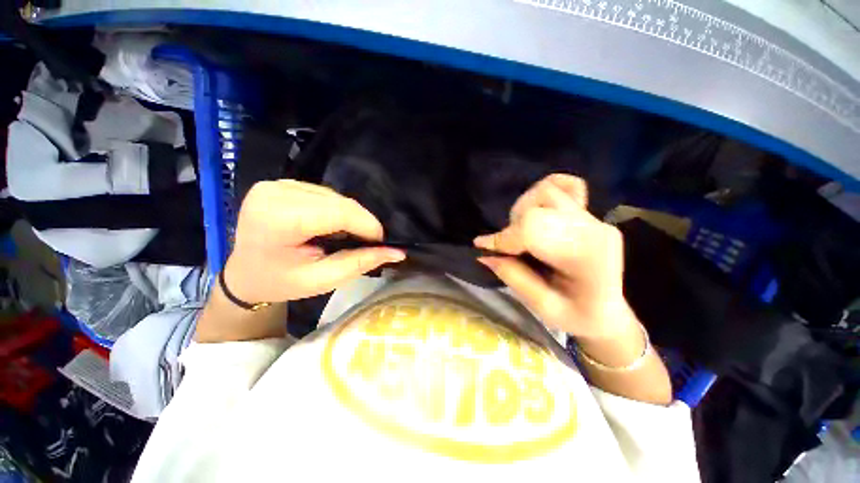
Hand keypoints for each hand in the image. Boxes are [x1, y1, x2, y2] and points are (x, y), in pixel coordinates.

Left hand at [224, 180, 404, 303]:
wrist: (246, 274)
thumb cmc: (281, 282)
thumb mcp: (323, 280)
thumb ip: (361, 263)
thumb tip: (397, 253)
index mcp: (278, 220)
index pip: (338, 212)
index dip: (366, 224)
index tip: (381, 241)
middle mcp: (274, 193)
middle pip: (338, 201)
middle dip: (360, 221)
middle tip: (367, 241)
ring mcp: (275, 185)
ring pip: (334, 195)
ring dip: (348, 215)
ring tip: (346, 235)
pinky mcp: (280, 183)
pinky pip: (323, 193)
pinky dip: (336, 209)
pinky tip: (330, 225)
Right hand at [475, 174, 636, 340]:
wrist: (607, 312)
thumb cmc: (578, 317)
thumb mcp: (543, 307)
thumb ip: (513, 277)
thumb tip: (484, 254)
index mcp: (586, 255)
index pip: (534, 228)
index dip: (504, 237)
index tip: (483, 247)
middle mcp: (593, 228)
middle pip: (538, 206)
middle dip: (513, 226)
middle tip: (508, 249)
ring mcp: (593, 217)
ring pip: (547, 191)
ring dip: (524, 210)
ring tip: (522, 233)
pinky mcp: (589, 213)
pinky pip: (564, 186)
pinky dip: (544, 193)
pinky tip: (537, 211)